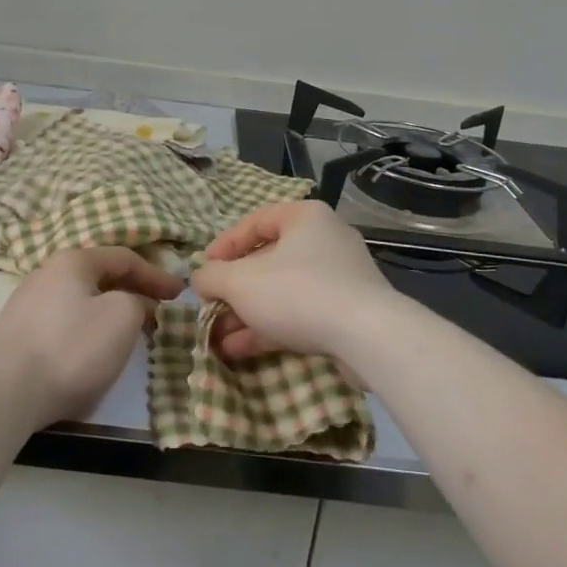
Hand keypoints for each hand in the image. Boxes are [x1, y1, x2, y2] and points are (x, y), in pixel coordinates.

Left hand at [0, 246, 184, 426]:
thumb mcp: (122, 317)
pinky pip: (62, 323)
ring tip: (128, 332)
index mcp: (73, 261)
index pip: (124, 258)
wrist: (6, 393)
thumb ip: (138, 301)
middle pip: (100, 277)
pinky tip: (91, 352)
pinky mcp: (16, 335)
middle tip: (157, 311)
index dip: (156, 274)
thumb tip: (135, 304)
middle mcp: (46, 273)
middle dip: (132, 291)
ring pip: (80, 300)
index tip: (180, 294)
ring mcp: (26, 303)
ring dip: (108, 312)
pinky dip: (86, 330)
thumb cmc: (72, 347)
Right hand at [191, 200, 409, 364]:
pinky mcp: (348, 312)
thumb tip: (200, 278)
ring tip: (217, 337)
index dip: (224, 245)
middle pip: (268, 260)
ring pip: (283, 291)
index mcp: (304, 217)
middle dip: (234, 289)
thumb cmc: (297, 292)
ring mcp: (340, 277)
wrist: (366, 337)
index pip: (255, 222)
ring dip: (248, 313)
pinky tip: (241, 349)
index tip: (204, 270)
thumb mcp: (240, 282)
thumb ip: (212, 277)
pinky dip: (271, 327)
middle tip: (210, 308)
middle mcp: (325, 239)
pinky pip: (301, 313)